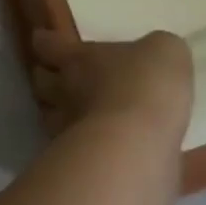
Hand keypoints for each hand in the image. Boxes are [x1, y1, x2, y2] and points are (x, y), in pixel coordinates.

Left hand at [30, 29, 193, 142]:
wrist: (140, 144)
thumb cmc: (146, 83)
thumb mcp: (164, 51)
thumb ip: (155, 51)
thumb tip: (155, 56)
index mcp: (79, 59)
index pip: (50, 45)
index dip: (46, 41)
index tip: (41, 39)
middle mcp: (65, 91)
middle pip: (41, 83)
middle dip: (46, 79)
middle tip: (57, 77)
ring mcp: (68, 131)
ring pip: (50, 119)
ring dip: (58, 115)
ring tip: (74, 116)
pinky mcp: (81, 165)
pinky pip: (75, 151)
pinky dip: (83, 148)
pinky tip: (102, 148)